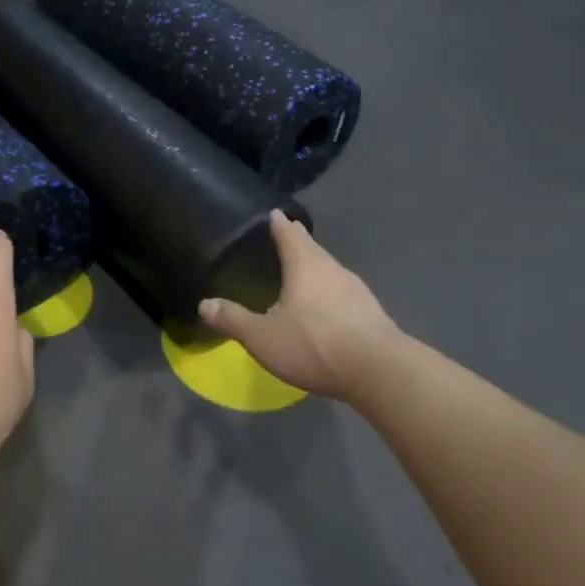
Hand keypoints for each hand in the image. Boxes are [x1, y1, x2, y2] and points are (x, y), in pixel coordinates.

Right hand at [197, 210, 402, 403]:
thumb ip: (233, 320)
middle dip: (299, 244)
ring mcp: (357, 291)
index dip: (279, 224)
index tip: (275, 213)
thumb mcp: (263, 337)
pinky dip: (330, 294)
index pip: (289, 234)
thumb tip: (204, 304)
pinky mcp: (371, 314)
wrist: (379, 372)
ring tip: (302, 274)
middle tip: (285, 238)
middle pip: (313, 249)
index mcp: (306, 265)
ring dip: (316, 270)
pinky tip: (325, 309)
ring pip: (330, 271)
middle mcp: (333, 269)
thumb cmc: (314, 344)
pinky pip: (344, 294)